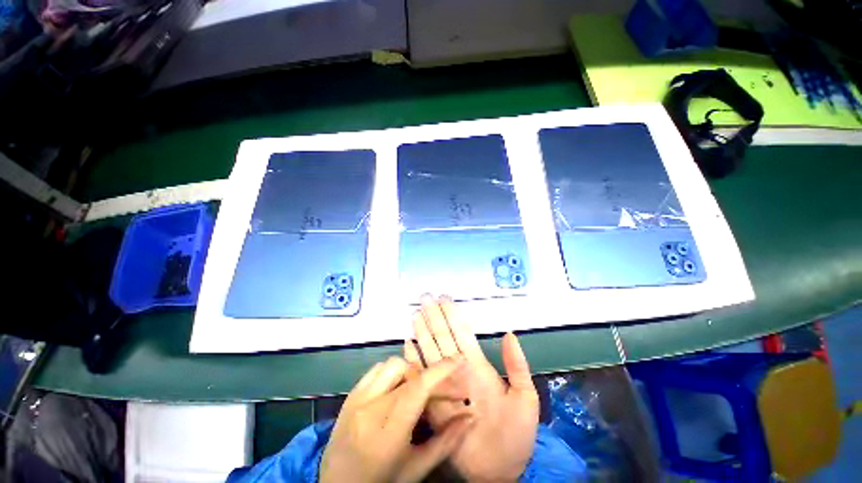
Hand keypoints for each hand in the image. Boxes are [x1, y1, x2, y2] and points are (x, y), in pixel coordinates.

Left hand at [320, 356, 473, 482]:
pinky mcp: (350, 394)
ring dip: (410, 372)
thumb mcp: (416, 468)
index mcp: (388, 431)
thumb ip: (447, 441)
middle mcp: (370, 407)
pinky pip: (376, 369)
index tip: (458, 360)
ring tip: (417, 390)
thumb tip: (471, 417)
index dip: (440, 371)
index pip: (418, 388)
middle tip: (442, 393)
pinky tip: (396, 388)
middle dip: (430, 378)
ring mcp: (357, 398)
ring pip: (392, 365)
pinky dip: (392, 372)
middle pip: (408, 373)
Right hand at [405, 295, 538, 481]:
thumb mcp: (525, 398)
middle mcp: (458, 369)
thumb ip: (516, 366)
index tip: (445, 298)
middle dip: (435, 316)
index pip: (462, 333)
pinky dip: (412, 361)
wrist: (499, 472)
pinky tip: (407, 345)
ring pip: (431, 351)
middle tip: (426, 297)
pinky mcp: (432, 402)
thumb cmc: (515, 435)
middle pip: (443, 337)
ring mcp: (444, 384)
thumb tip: (509, 333)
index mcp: (478, 366)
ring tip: (416, 314)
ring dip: (423, 332)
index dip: (453, 315)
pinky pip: (421, 377)